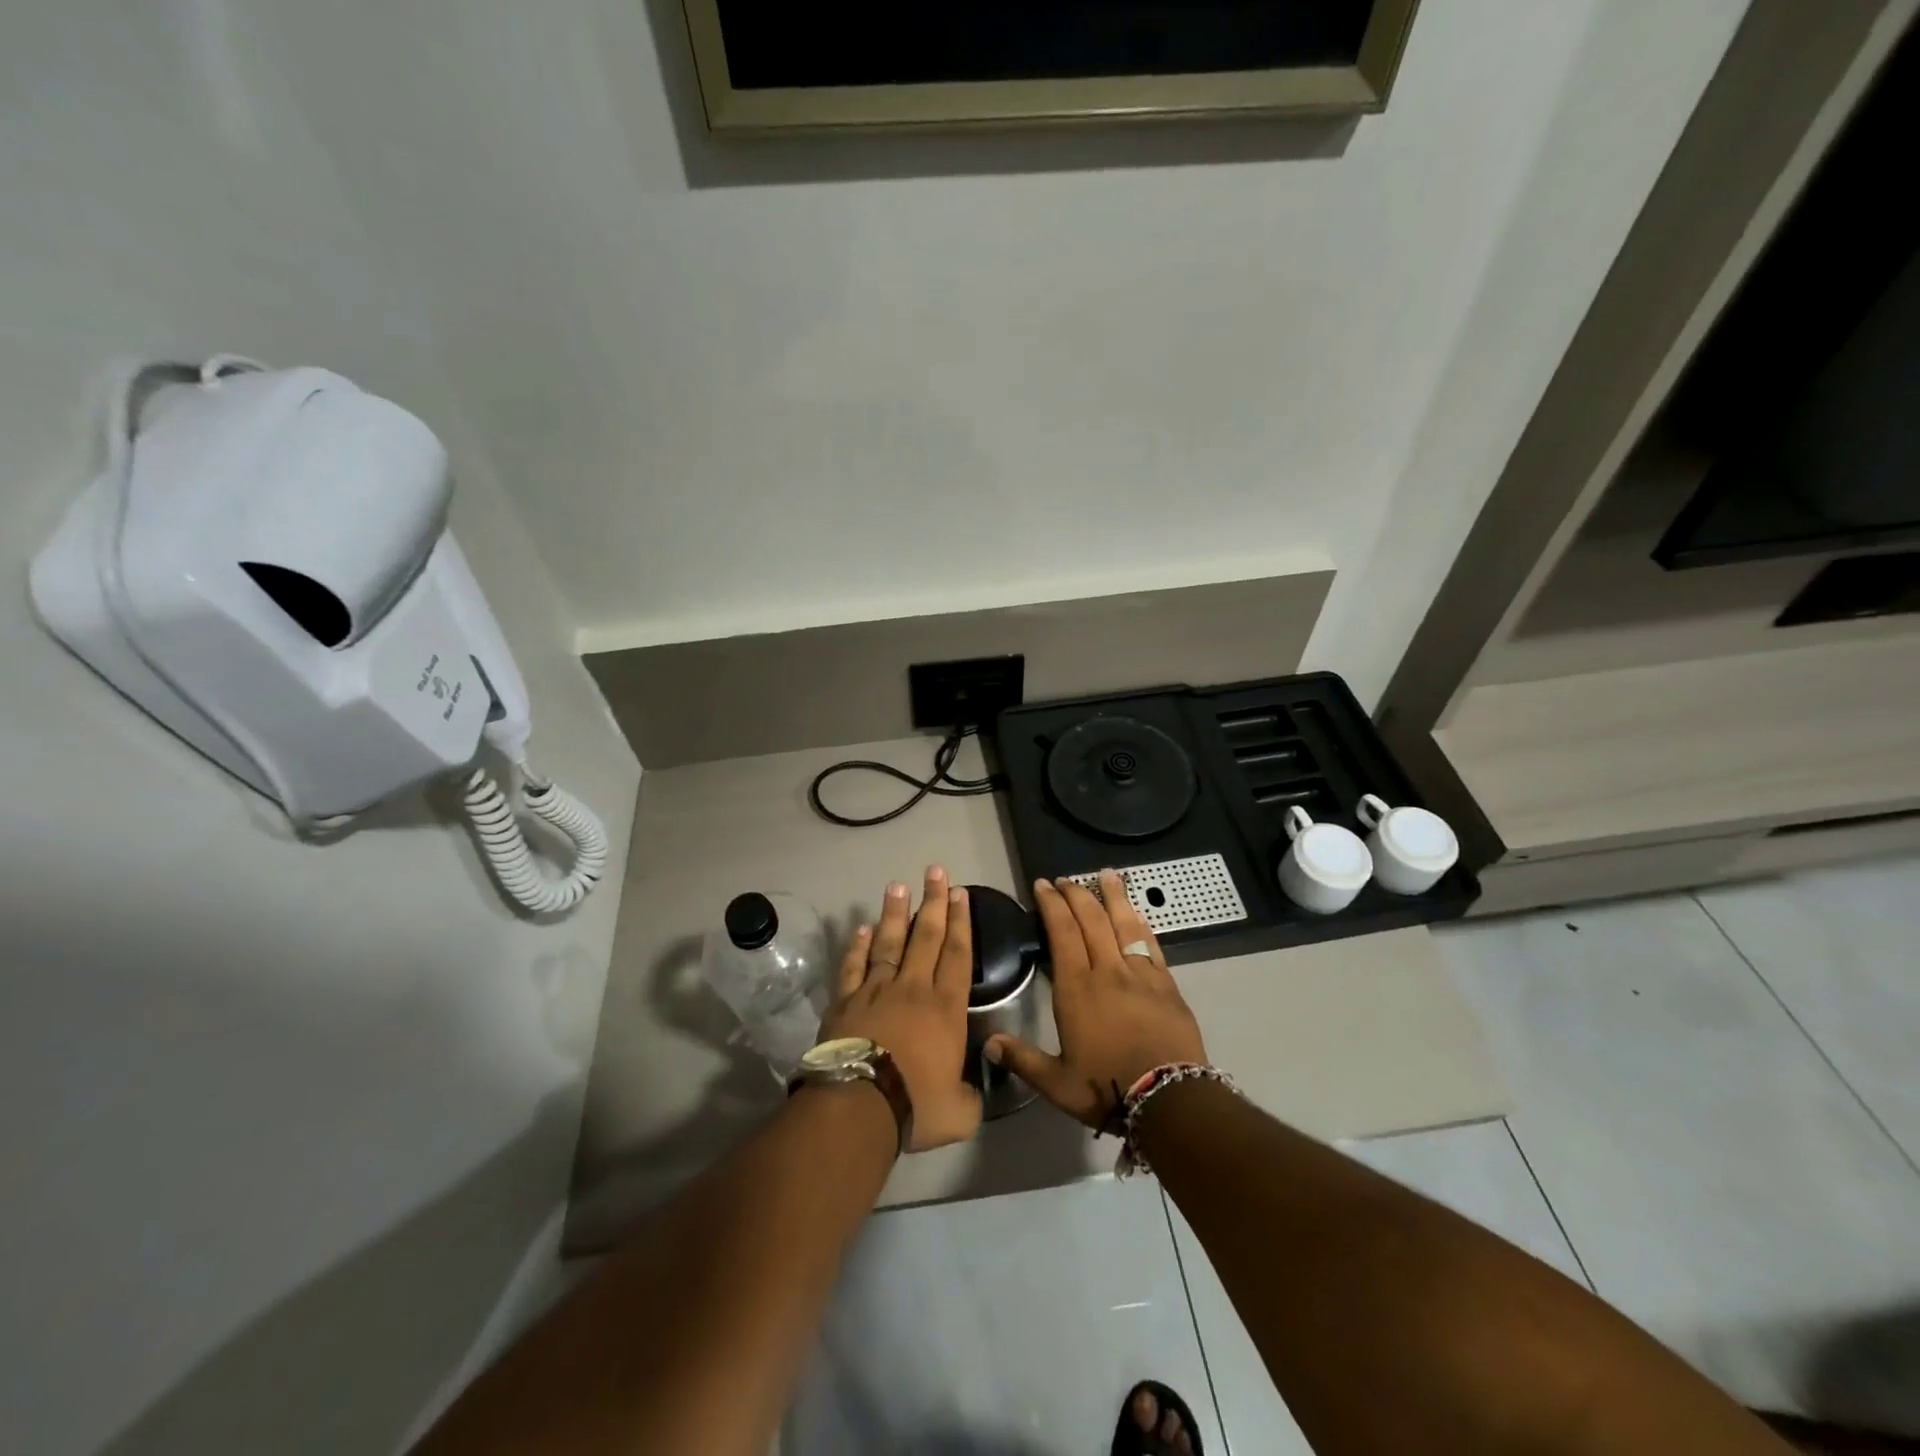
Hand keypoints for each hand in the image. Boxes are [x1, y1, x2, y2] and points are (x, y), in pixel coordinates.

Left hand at [820, 866, 981, 1151]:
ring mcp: (876, 990)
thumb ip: (971, 1097)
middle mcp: (913, 988)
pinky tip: (862, 928)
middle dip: (933, 902)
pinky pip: (853, 966)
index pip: (958, 954)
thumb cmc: (916, 1105)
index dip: (961, 922)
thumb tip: (974, 1093)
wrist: (859, 1104)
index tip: (960, 894)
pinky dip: (857, 946)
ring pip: (889, 942)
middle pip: (927, 936)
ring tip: (898, 885)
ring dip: (895, 913)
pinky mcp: (846, 1001)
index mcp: (946, 1008)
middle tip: (935, 871)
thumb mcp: (959, 1113)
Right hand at [986, 872, 1207, 1128]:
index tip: (1043, 885)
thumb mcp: (1057, 1083)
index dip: (1052, 905)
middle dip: (1076, 894)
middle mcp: (1107, 971)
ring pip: (1123, 924)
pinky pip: (1150, 943)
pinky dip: (1140, 923)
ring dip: (1113, 896)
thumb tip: (988, 1043)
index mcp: (1077, 989)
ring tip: (1107, 874)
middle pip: (1091, 920)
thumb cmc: (1107, 1088)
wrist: (1170, 1099)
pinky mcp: (1166, 984)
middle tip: (1065, 879)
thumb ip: (1022, 1059)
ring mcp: (1140, 974)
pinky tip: (1136, 913)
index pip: (1062, 933)